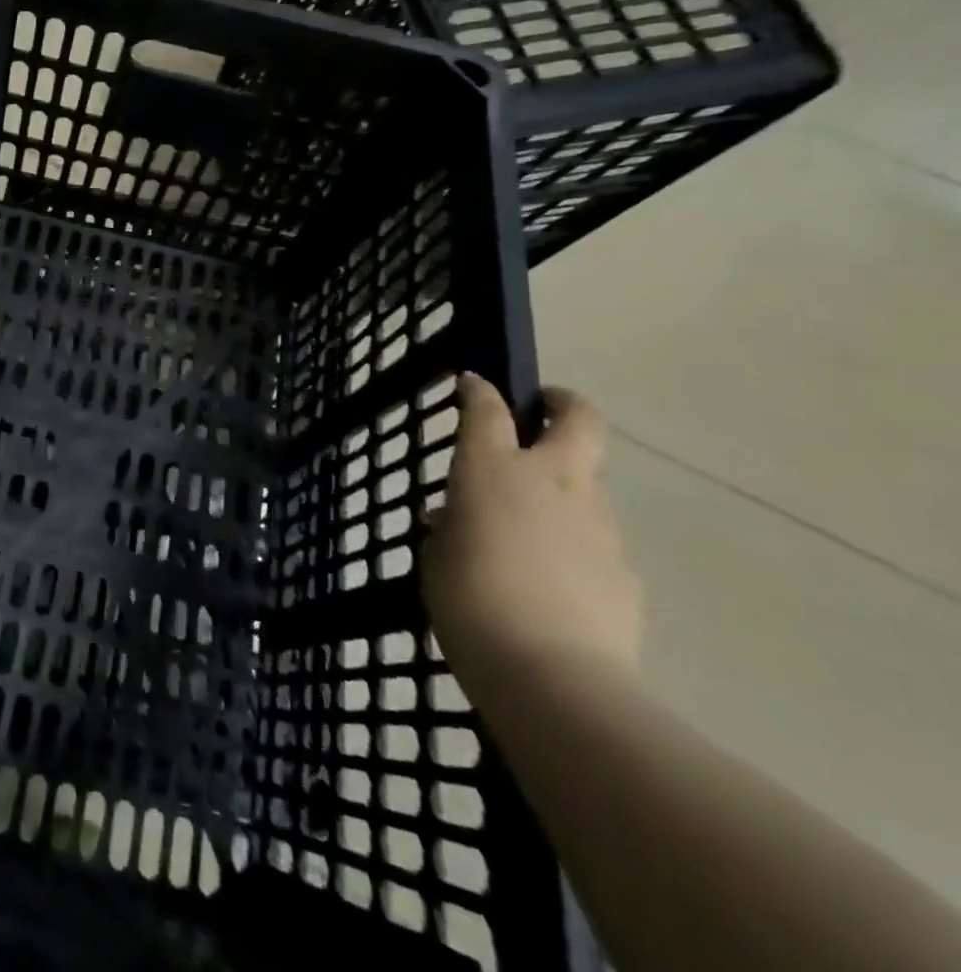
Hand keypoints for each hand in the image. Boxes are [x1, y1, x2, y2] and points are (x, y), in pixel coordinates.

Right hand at [422, 374, 642, 703]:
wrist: (554, 677)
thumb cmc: (470, 602)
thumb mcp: (435, 556)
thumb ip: (448, 526)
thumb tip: (458, 518)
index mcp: (494, 470)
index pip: (487, 409)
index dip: (479, 390)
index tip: (471, 383)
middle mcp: (552, 482)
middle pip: (579, 420)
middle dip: (564, 404)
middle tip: (544, 410)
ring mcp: (598, 524)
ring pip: (590, 482)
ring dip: (565, 484)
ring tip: (531, 523)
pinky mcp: (625, 569)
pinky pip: (596, 539)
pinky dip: (575, 542)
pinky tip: (554, 579)